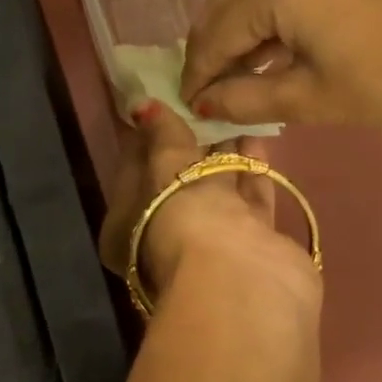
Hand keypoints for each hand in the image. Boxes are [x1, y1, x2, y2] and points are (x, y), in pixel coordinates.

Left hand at [98, 103, 321, 310]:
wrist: (242, 283)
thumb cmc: (183, 223)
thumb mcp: (165, 172)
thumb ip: (161, 135)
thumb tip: (142, 105)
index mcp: (126, 230)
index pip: (131, 174)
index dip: (145, 138)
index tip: (158, 102)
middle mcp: (165, 238)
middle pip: (176, 181)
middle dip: (188, 142)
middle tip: (198, 99)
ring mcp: (211, 242)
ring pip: (216, 188)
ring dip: (223, 151)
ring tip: (230, 107)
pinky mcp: (252, 242)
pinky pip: (249, 196)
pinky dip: (251, 166)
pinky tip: (256, 131)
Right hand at [179, 0, 381, 140]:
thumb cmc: (381, 88)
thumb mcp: (304, 99)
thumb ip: (241, 99)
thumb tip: (200, 104)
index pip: (217, 31)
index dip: (198, 71)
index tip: (185, 102)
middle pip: (226, 1)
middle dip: (209, 46)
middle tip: (203, 88)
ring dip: (233, 29)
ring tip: (228, 74)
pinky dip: (262, 13)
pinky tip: (260, 49)